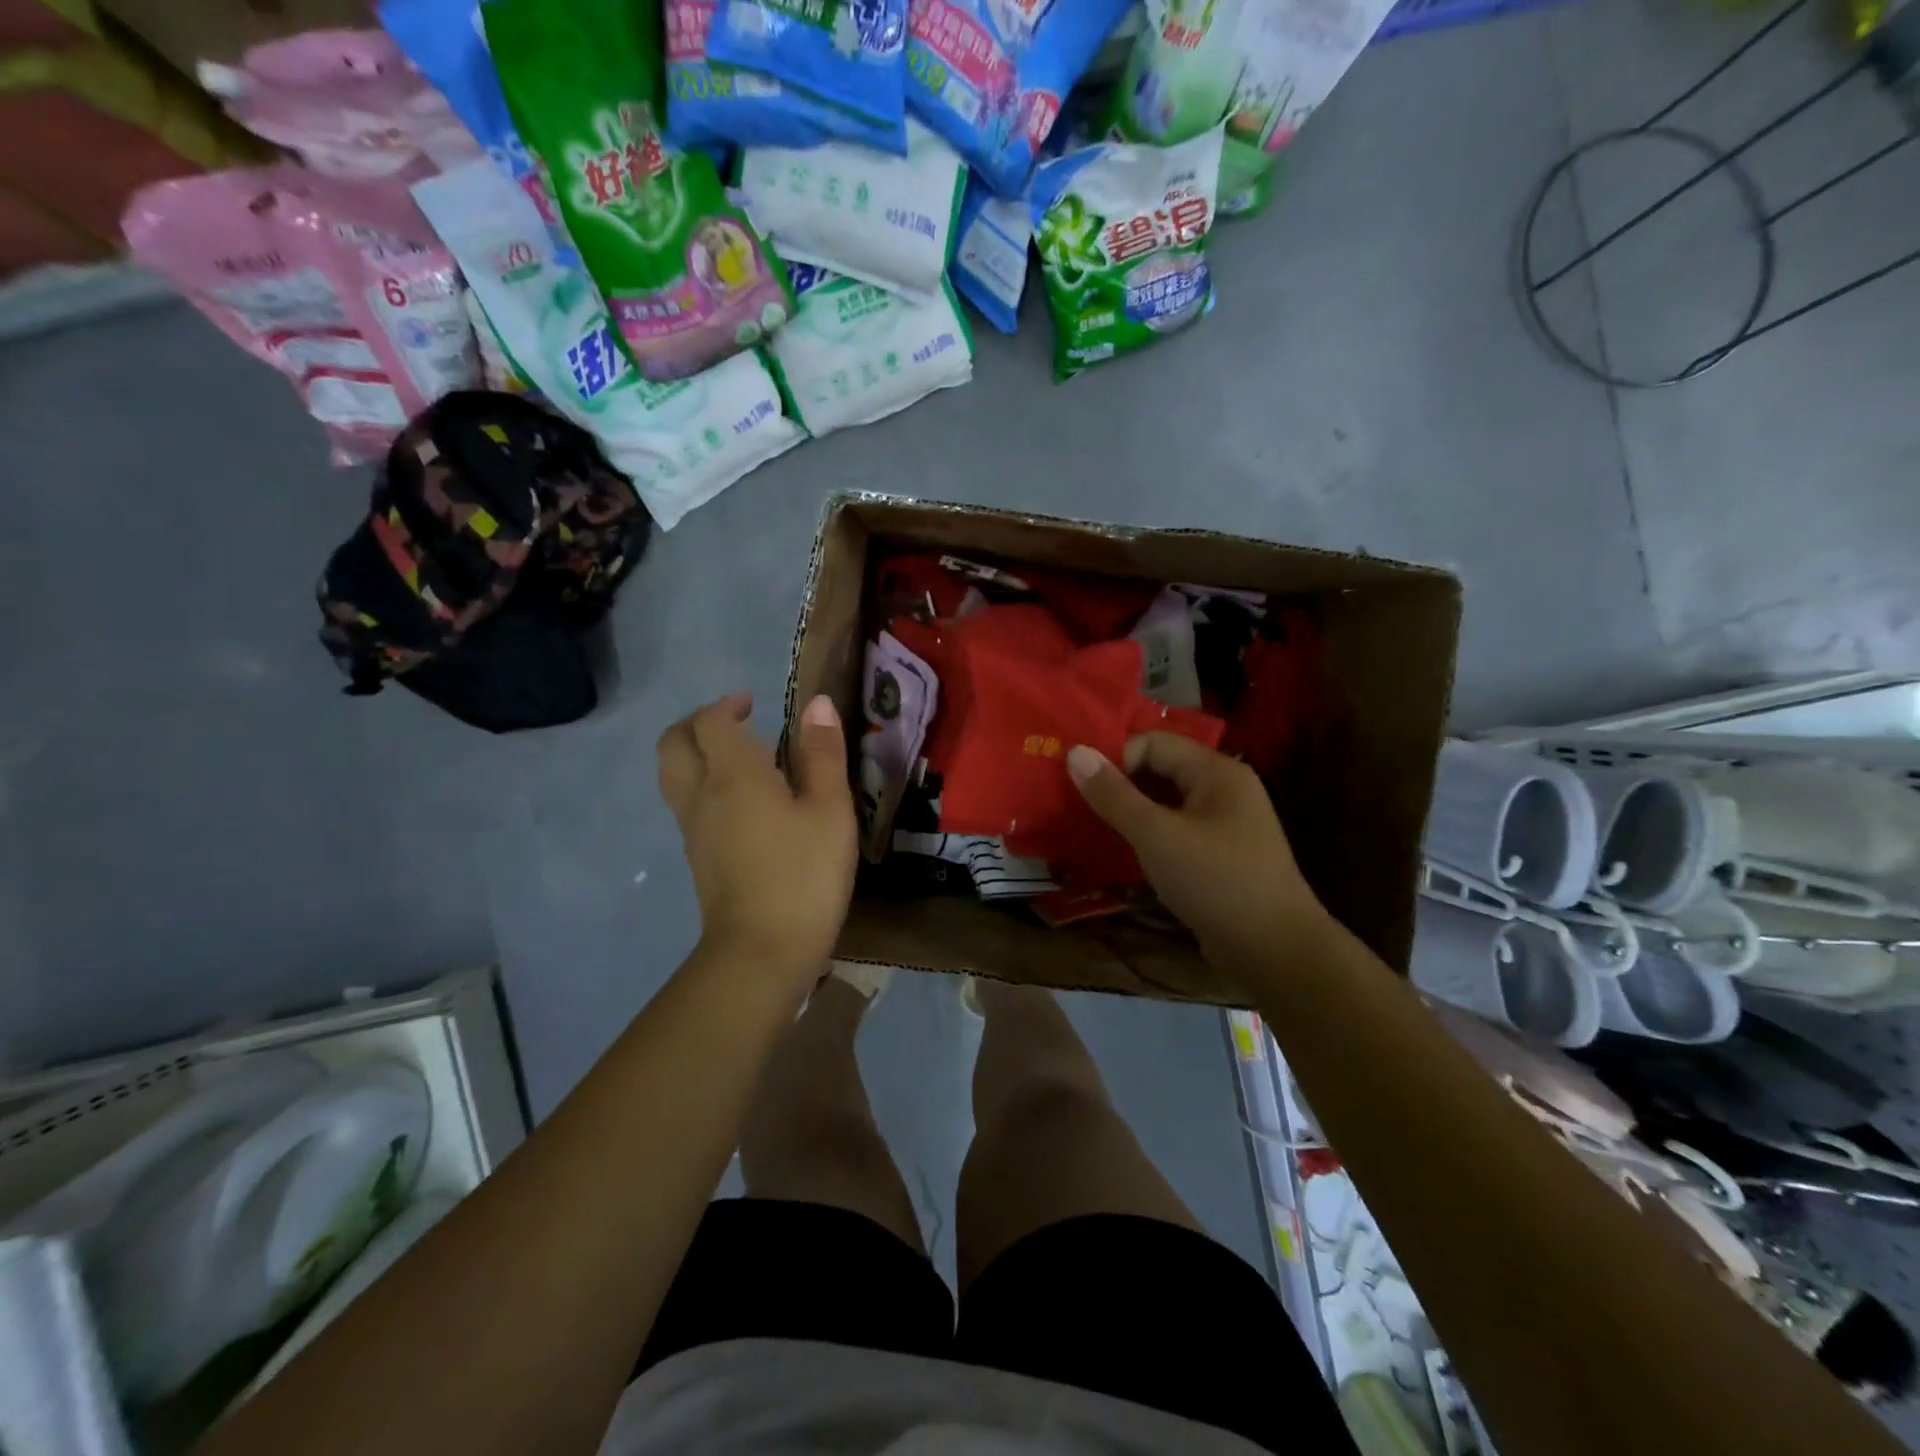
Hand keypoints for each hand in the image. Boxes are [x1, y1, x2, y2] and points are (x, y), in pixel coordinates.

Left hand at [657, 692, 856, 988]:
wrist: (762, 952)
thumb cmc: (804, 874)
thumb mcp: (830, 811)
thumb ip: (823, 754)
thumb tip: (817, 704)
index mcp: (733, 775)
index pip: (710, 721)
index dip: (728, 705)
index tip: (755, 705)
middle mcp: (701, 795)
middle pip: (674, 743)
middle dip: (697, 723)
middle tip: (735, 724)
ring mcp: (693, 829)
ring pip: (673, 775)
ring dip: (695, 754)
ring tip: (738, 759)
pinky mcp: (697, 858)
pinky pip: (686, 804)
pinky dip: (702, 785)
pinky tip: (741, 803)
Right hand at [1067, 734, 1329, 965]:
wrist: (1276, 951)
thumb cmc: (1216, 882)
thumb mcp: (1157, 836)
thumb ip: (1114, 795)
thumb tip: (1075, 752)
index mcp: (1217, 771)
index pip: (1154, 742)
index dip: (1116, 759)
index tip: (1083, 789)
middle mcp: (1225, 788)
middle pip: (1161, 768)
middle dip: (1121, 784)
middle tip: (1079, 805)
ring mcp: (1226, 823)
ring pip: (1167, 802)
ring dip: (1132, 811)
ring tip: (1093, 828)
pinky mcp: (1221, 854)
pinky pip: (1177, 830)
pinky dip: (1150, 835)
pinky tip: (1124, 852)